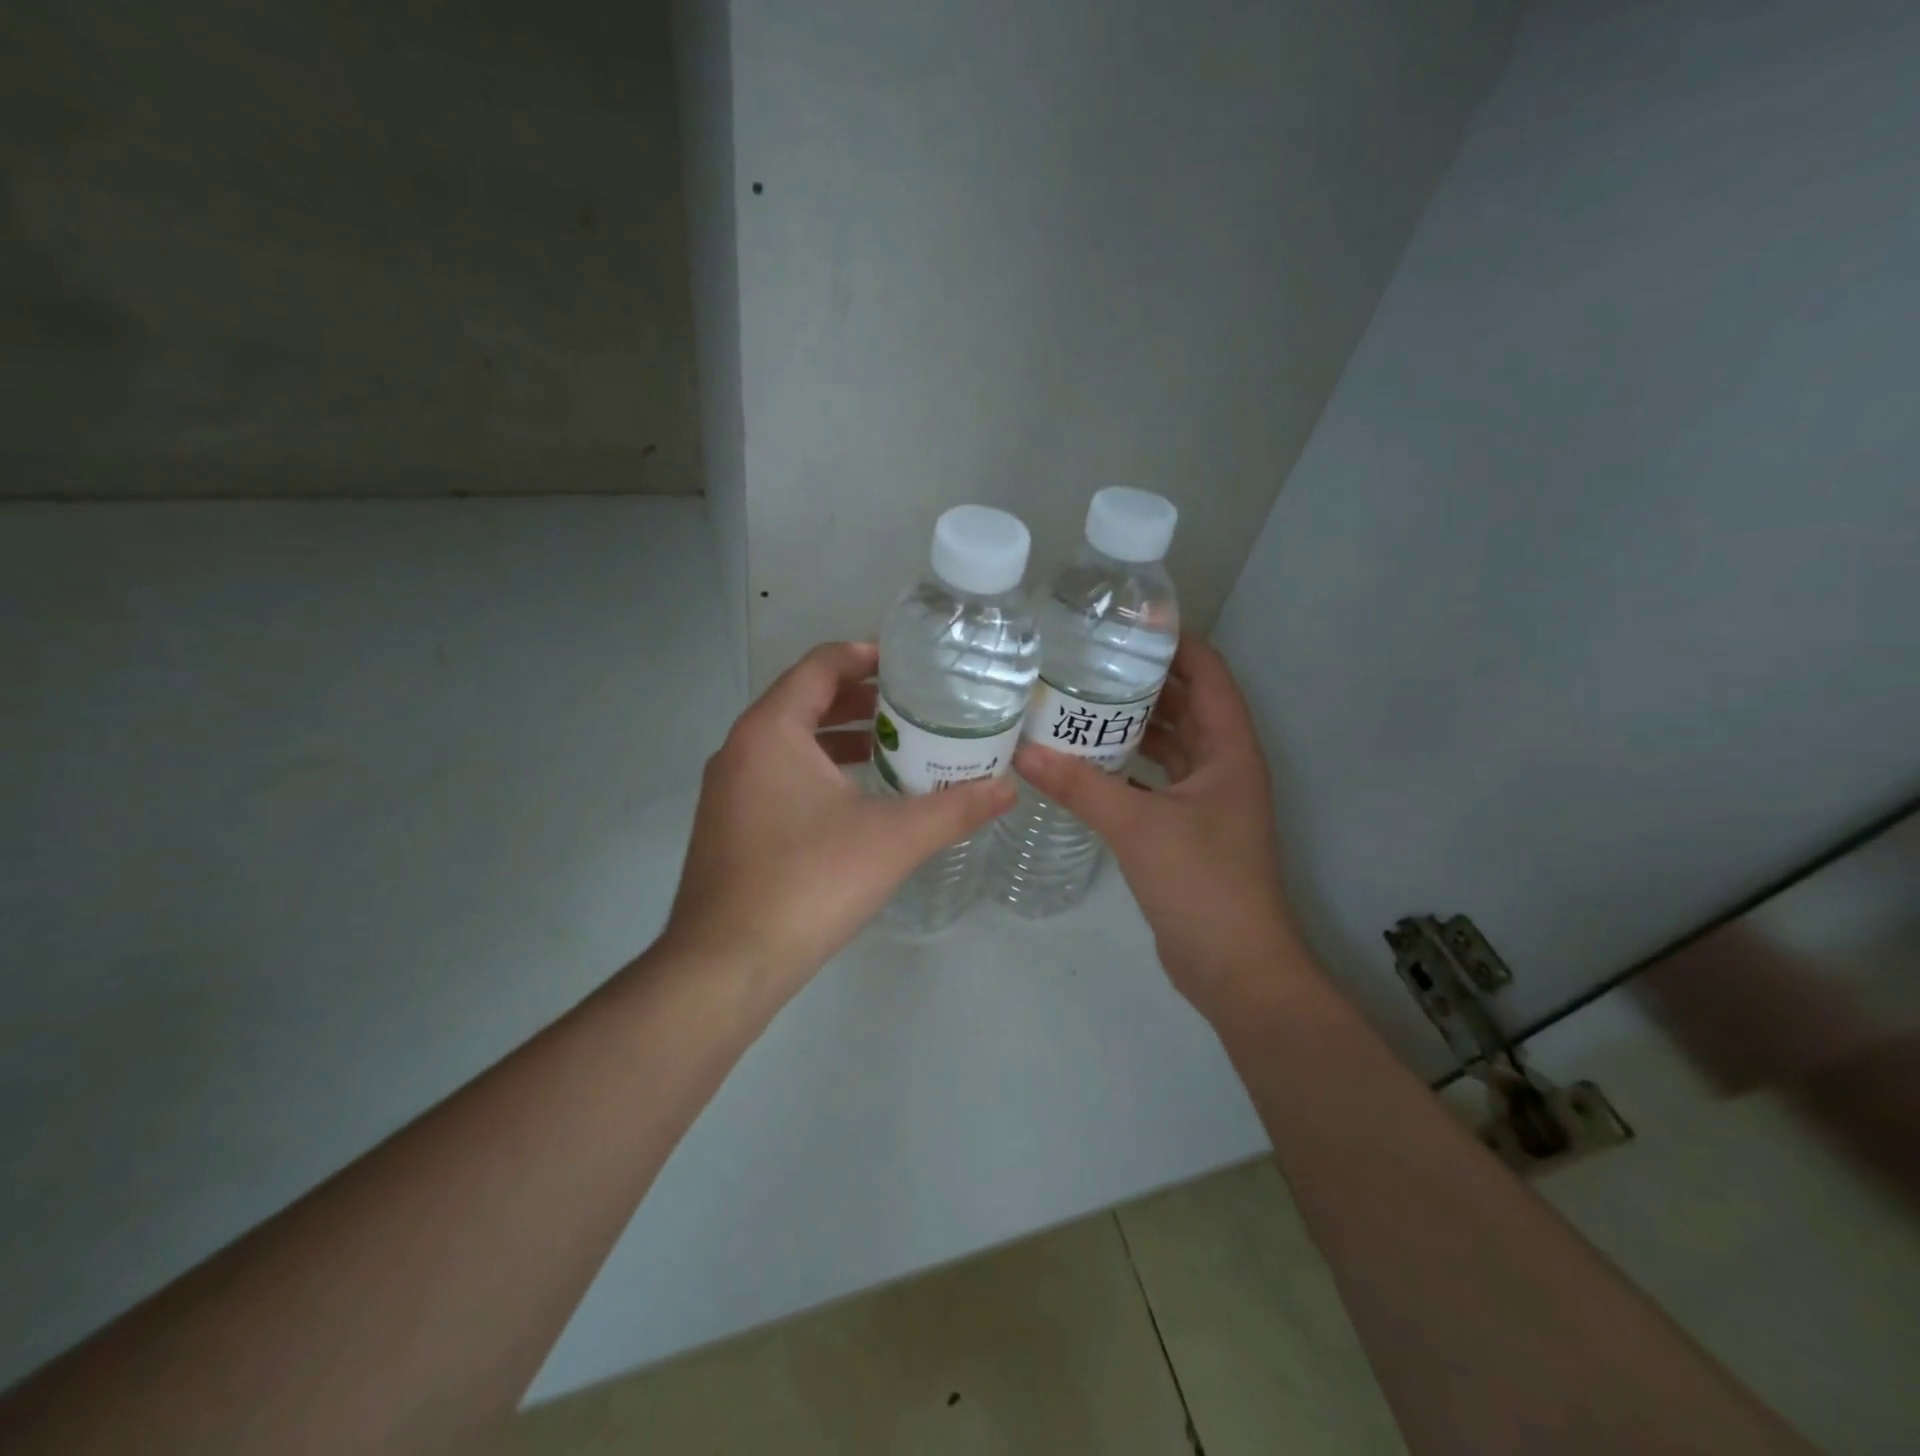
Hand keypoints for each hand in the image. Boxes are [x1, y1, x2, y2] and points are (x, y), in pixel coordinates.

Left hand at [662, 641, 1015, 999]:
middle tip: (909, 707)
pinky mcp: (727, 826)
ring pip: (788, 743)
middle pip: (802, 701)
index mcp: (771, 731)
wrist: (726, 964)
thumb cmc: (810, 882)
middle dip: (857, 699)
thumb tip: (1007, 789)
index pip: (819, 666)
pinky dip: (816, 771)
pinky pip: (776, 776)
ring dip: (837, 738)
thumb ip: (954, 809)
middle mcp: (740, 749)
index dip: (863, 655)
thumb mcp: (893, 840)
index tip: (907, 663)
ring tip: (890, 748)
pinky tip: (854, 801)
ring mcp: (727, 791)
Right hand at [1012, 635, 1311, 1020]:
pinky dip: (1125, 766)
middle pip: (1186, 705)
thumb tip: (1022, 752)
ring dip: (1132, 724)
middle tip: (1088, 659)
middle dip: (1144, 681)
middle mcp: (1222, 766)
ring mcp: (1205, 800)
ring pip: (1169, 744)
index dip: (1177, 643)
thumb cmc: (1202, 884)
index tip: (1128, 624)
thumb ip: (1080, 786)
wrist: (1234, 966)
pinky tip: (1084, 760)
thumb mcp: (1138, 826)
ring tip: (1079, 700)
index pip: (1209, 674)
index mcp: (1230, 750)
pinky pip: (1154, 780)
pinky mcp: (1185, 828)